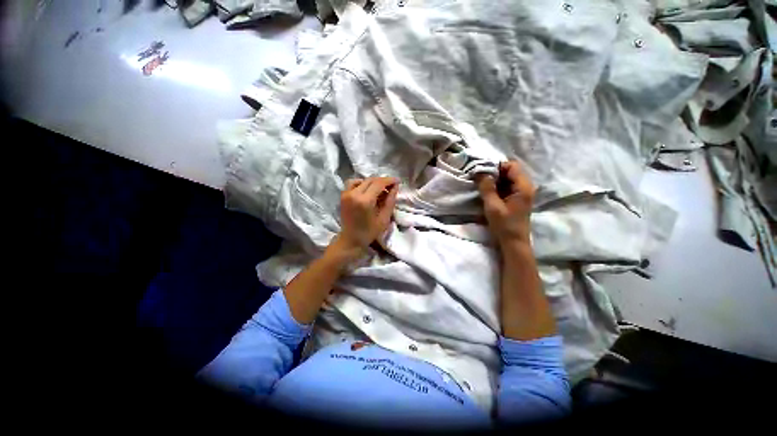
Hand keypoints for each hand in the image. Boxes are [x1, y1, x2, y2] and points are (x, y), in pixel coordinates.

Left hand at [332, 176, 398, 258]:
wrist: (351, 239)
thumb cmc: (369, 232)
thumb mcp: (384, 218)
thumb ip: (390, 200)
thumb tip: (395, 186)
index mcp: (365, 201)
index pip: (378, 183)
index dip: (389, 180)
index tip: (397, 181)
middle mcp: (354, 194)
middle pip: (371, 180)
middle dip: (382, 181)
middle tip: (391, 186)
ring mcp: (346, 194)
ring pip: (362, 180)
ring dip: (372, 182)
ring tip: (380, 189)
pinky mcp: (343, 195)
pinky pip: (353, 183)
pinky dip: (361, 183)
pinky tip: (367, 190)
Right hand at [477, 160, 534, 245]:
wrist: (514, 243)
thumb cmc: (504, 225)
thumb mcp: (493, 206)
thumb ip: (487, 188)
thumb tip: (480, 172)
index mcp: (523, 187)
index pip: (511, 166)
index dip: (497, 166)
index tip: (482, 172)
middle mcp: (525, 187)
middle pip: (510, 171)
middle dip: (494, 173)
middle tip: (480, 179)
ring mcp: (521, 193)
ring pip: (507, 179)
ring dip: (495, 180)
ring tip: (482, 186)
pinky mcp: (516, 199)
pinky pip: (506, 187)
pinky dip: (497, 187)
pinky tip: (488, 193)